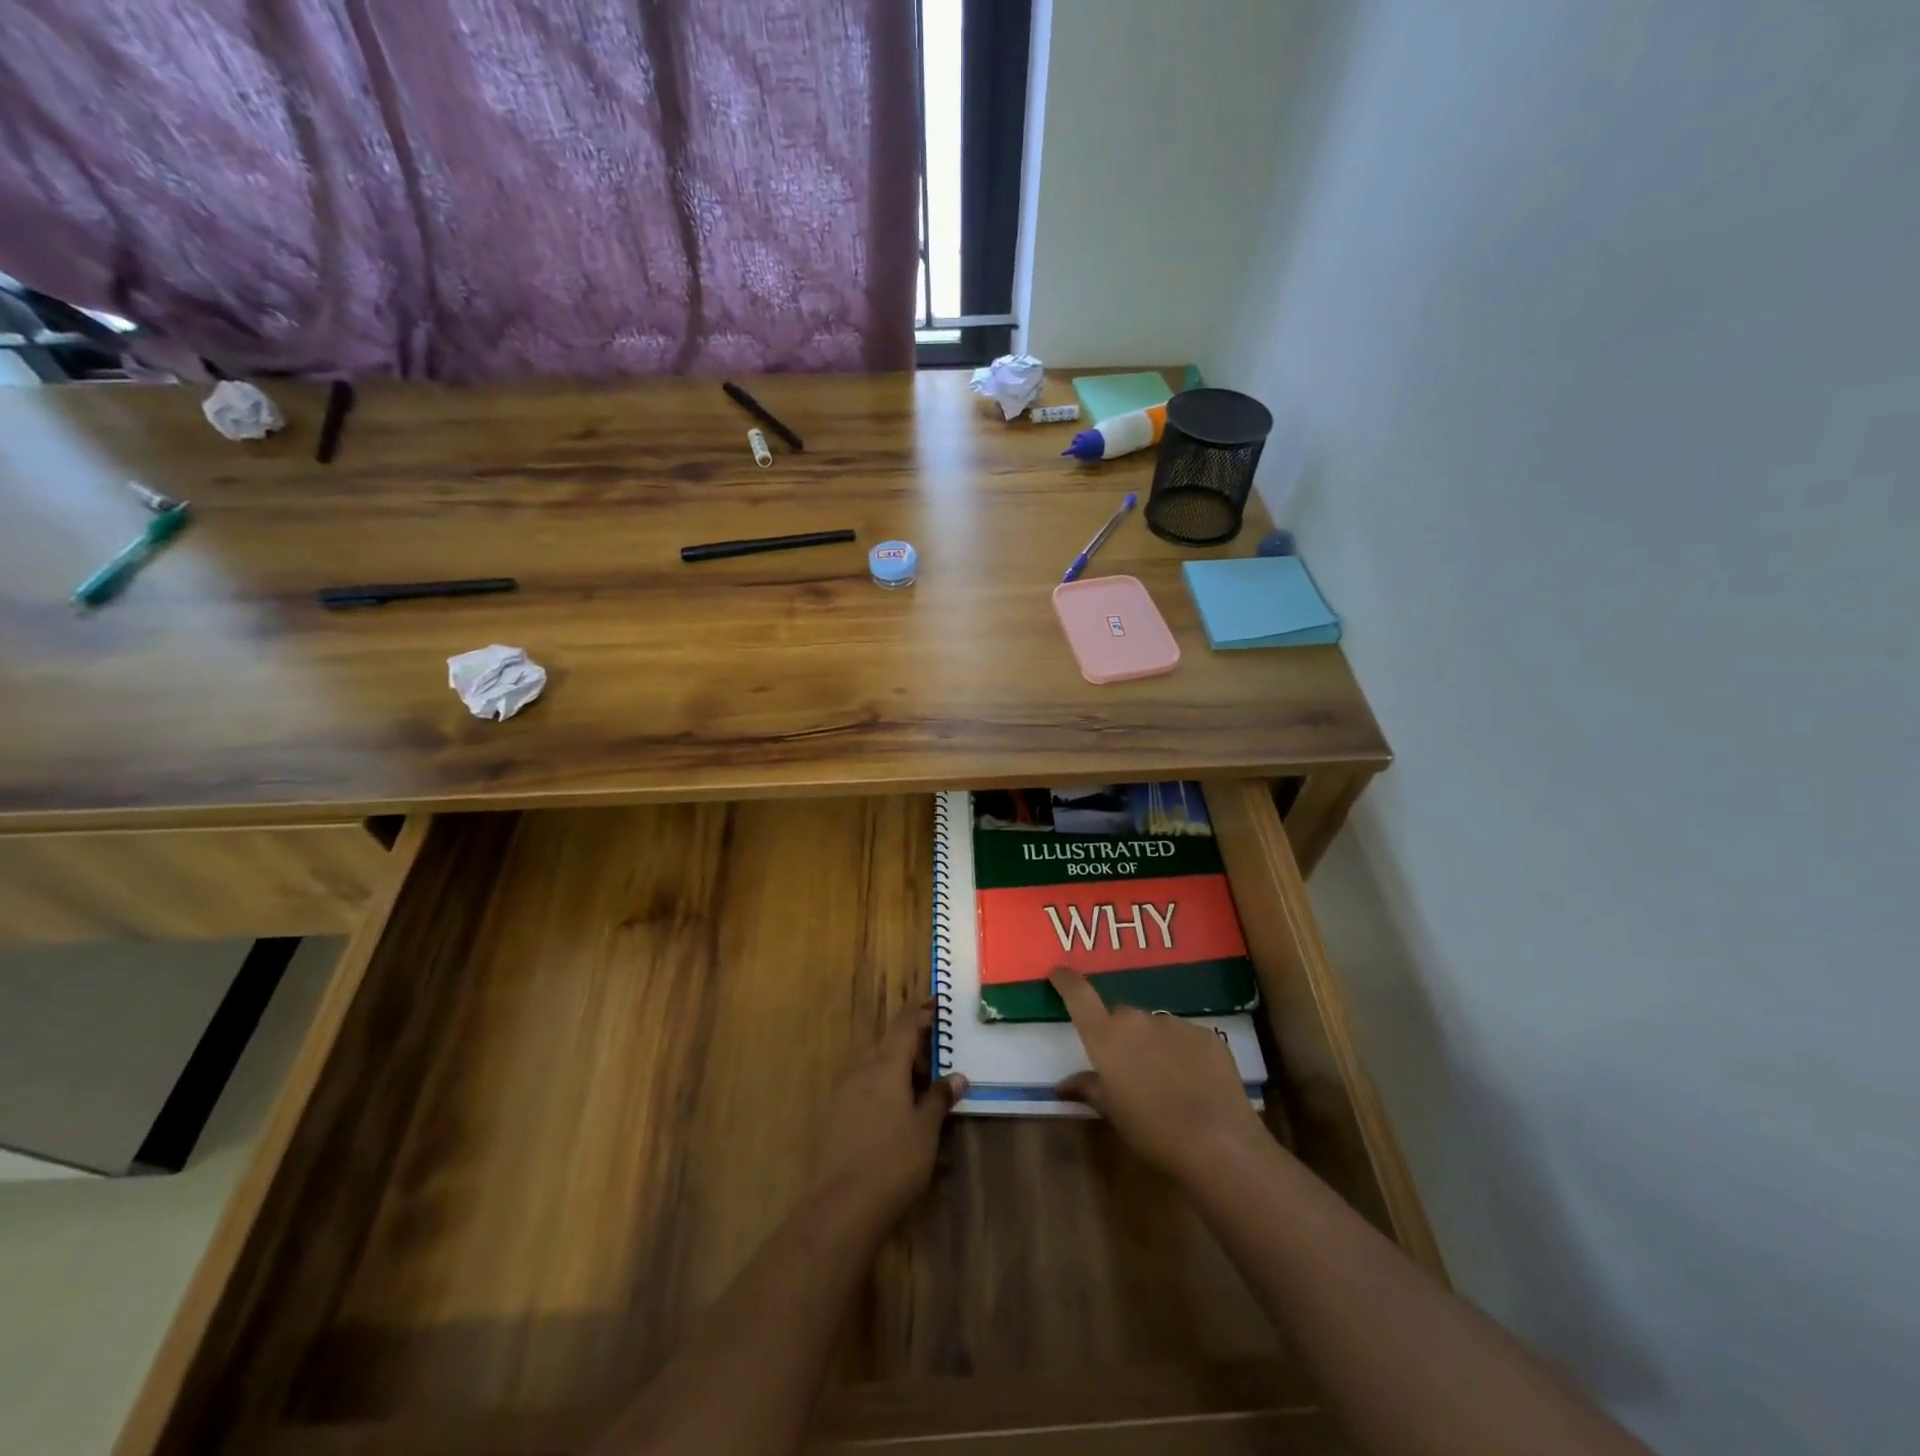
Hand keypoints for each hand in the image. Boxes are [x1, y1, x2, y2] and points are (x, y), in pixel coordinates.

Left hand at [812, 1002, 965, 1230]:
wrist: (842, 1206)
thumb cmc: (894, 1161)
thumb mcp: (926, 1129)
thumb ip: (940, 1098)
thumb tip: (957, 1076)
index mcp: (886, 1065)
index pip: (905, 1026)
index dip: (921, 1014)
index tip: (937, 1006)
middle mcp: (861, 1071)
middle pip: (889, 1046)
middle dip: (913, 1049)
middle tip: (938, 1063)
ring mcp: (844, 1094)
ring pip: (875, 1069)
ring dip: (898, 1073)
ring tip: (921, 1094)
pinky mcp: (835, 1117)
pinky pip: (864, 1090)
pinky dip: (883, 1092)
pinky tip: (897, 1118)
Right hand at [1052, 968, 1268, 1184]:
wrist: (1218, 1142)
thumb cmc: (1152, 1131)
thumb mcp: (1113, 1114)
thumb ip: (1088, 1088)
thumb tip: (1064, 1083)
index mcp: (1106, 1037)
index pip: (1079, 995)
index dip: (1067, 981)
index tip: (1059, 973)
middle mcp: (1138, 1020)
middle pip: (1121, 1017)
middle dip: (1121, 1036)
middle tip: (1128, 1068)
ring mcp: (1175, 1023)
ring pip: (1155, 1027)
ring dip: (1153, 1045)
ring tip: (1166, 1081)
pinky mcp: (1207, 1035)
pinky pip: (1185, 1038)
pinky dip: (1183, 1053)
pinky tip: (1194, 1083)